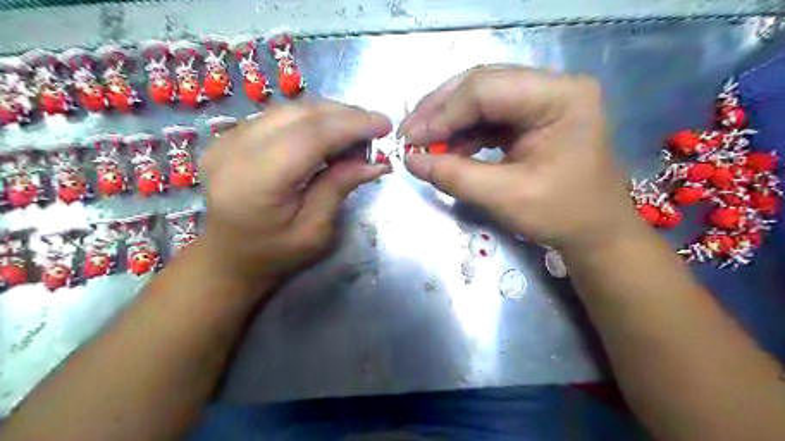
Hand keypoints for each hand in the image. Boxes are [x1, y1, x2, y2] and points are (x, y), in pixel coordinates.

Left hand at [196, 102, 391, 282]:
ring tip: (356, 131)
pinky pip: (278, 116)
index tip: (384, 125)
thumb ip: (339, 188)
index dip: (351, 125)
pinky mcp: (229, 136)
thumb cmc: (274, 253)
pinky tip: (329, 133)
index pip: (310, 136)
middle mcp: (235, 150)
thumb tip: (376, 161)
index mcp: (256, 181)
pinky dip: (310, 119)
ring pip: (289, 109)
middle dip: (344, 114)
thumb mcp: (314, 231)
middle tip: (375, 127)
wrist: (227, 255)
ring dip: (329, 114)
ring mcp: (227, 139)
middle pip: (299, 114)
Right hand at [399, 64, 642, 251]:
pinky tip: (446, 149)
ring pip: (480, 98)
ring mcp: (542, 101)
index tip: (410, 139)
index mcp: (560, 96)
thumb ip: (455, 176)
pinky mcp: (531, 118)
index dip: (443, 113)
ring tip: (422, 144)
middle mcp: (552, 87)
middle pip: (481, 85)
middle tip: (409, 134)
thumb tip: (410, 160)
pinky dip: (463, 133)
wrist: (595, 232)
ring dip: (448, 121)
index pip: (486, 89)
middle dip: (440, 111)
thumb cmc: (562, 215)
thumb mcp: (506, 197)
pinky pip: (488, 116)